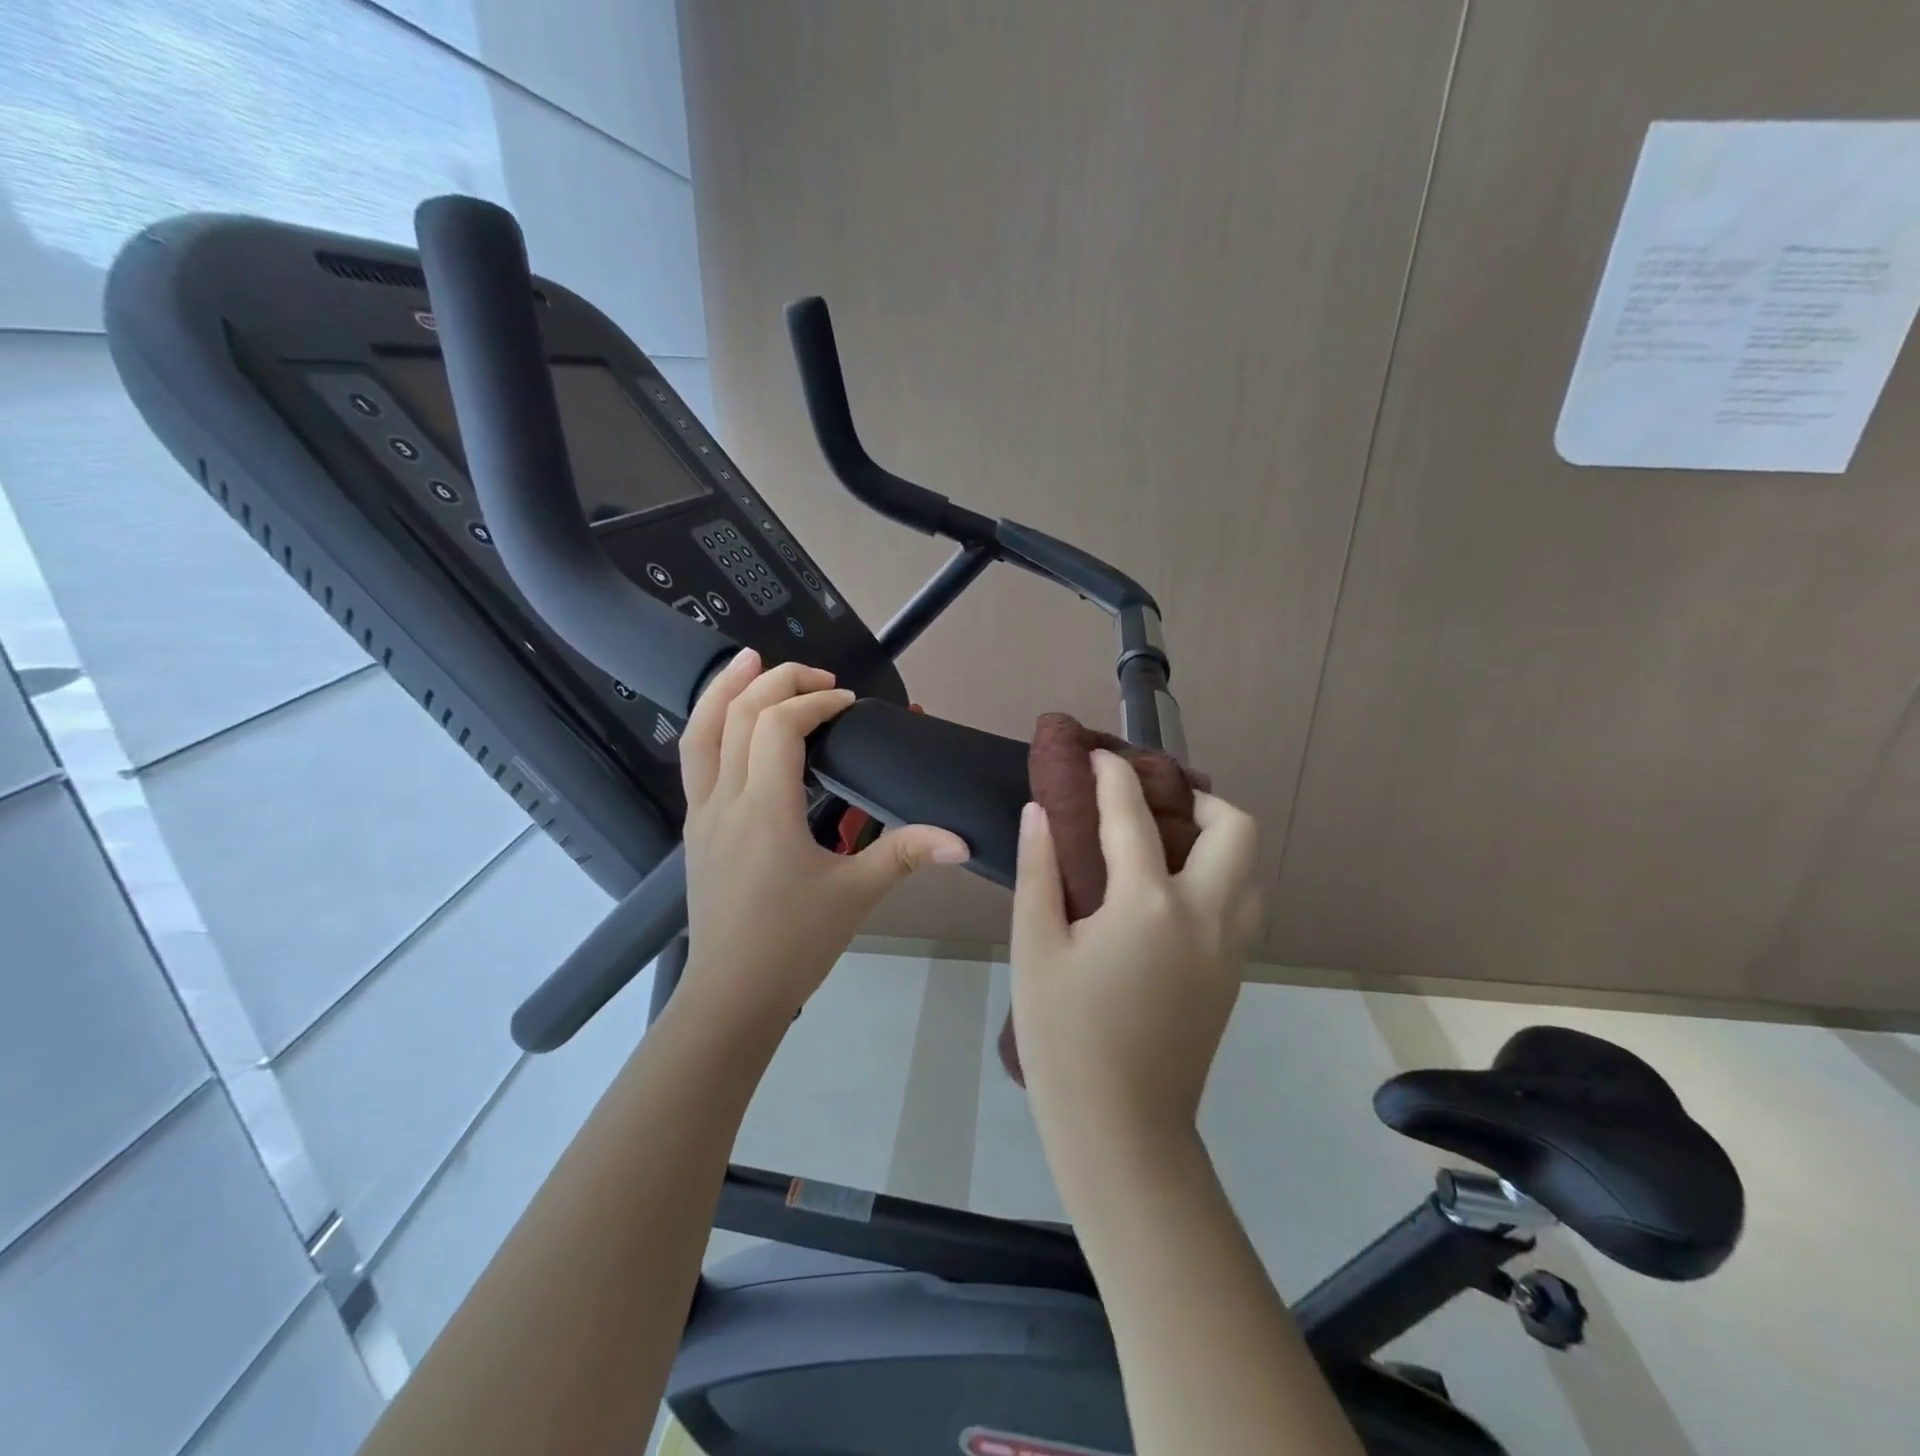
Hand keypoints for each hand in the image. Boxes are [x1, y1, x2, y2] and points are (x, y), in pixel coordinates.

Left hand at [677, 650, 969, 1024]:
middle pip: (739, 715)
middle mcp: (724, 800)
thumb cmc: (793, 944)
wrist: (731, 995)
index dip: (814, 704)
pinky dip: (712, 724)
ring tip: (750, 660)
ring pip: (700, 732)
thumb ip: (905, 855)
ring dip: (725, 689)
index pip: (779, 727)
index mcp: (764, 810)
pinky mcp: (695, 828)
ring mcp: (701, 813)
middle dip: (778, 682)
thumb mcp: (855, 896)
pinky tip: (732, 721)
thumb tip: (961, 840)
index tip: (849, 705)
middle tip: (818, 678)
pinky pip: (695, 759)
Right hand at [1010, 751, 1259, 1143]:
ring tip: (1164, 843)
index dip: (1112, 774)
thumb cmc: (1065, 1037)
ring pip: (1251, 867)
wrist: (1122, 1128)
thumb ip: (1041, 870)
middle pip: (1235, 828)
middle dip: (1197, 799)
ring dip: (1217, 838)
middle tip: (1150, 805)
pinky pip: (1244, 901)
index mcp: (1149, 904)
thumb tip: (1040, 812)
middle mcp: (1206, 914)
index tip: (1095, 755)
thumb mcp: (1035, 948)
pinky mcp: (1235, 974)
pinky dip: (1220, 875)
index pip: (1134, 814)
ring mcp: (1230, 947)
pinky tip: (1170, 894)